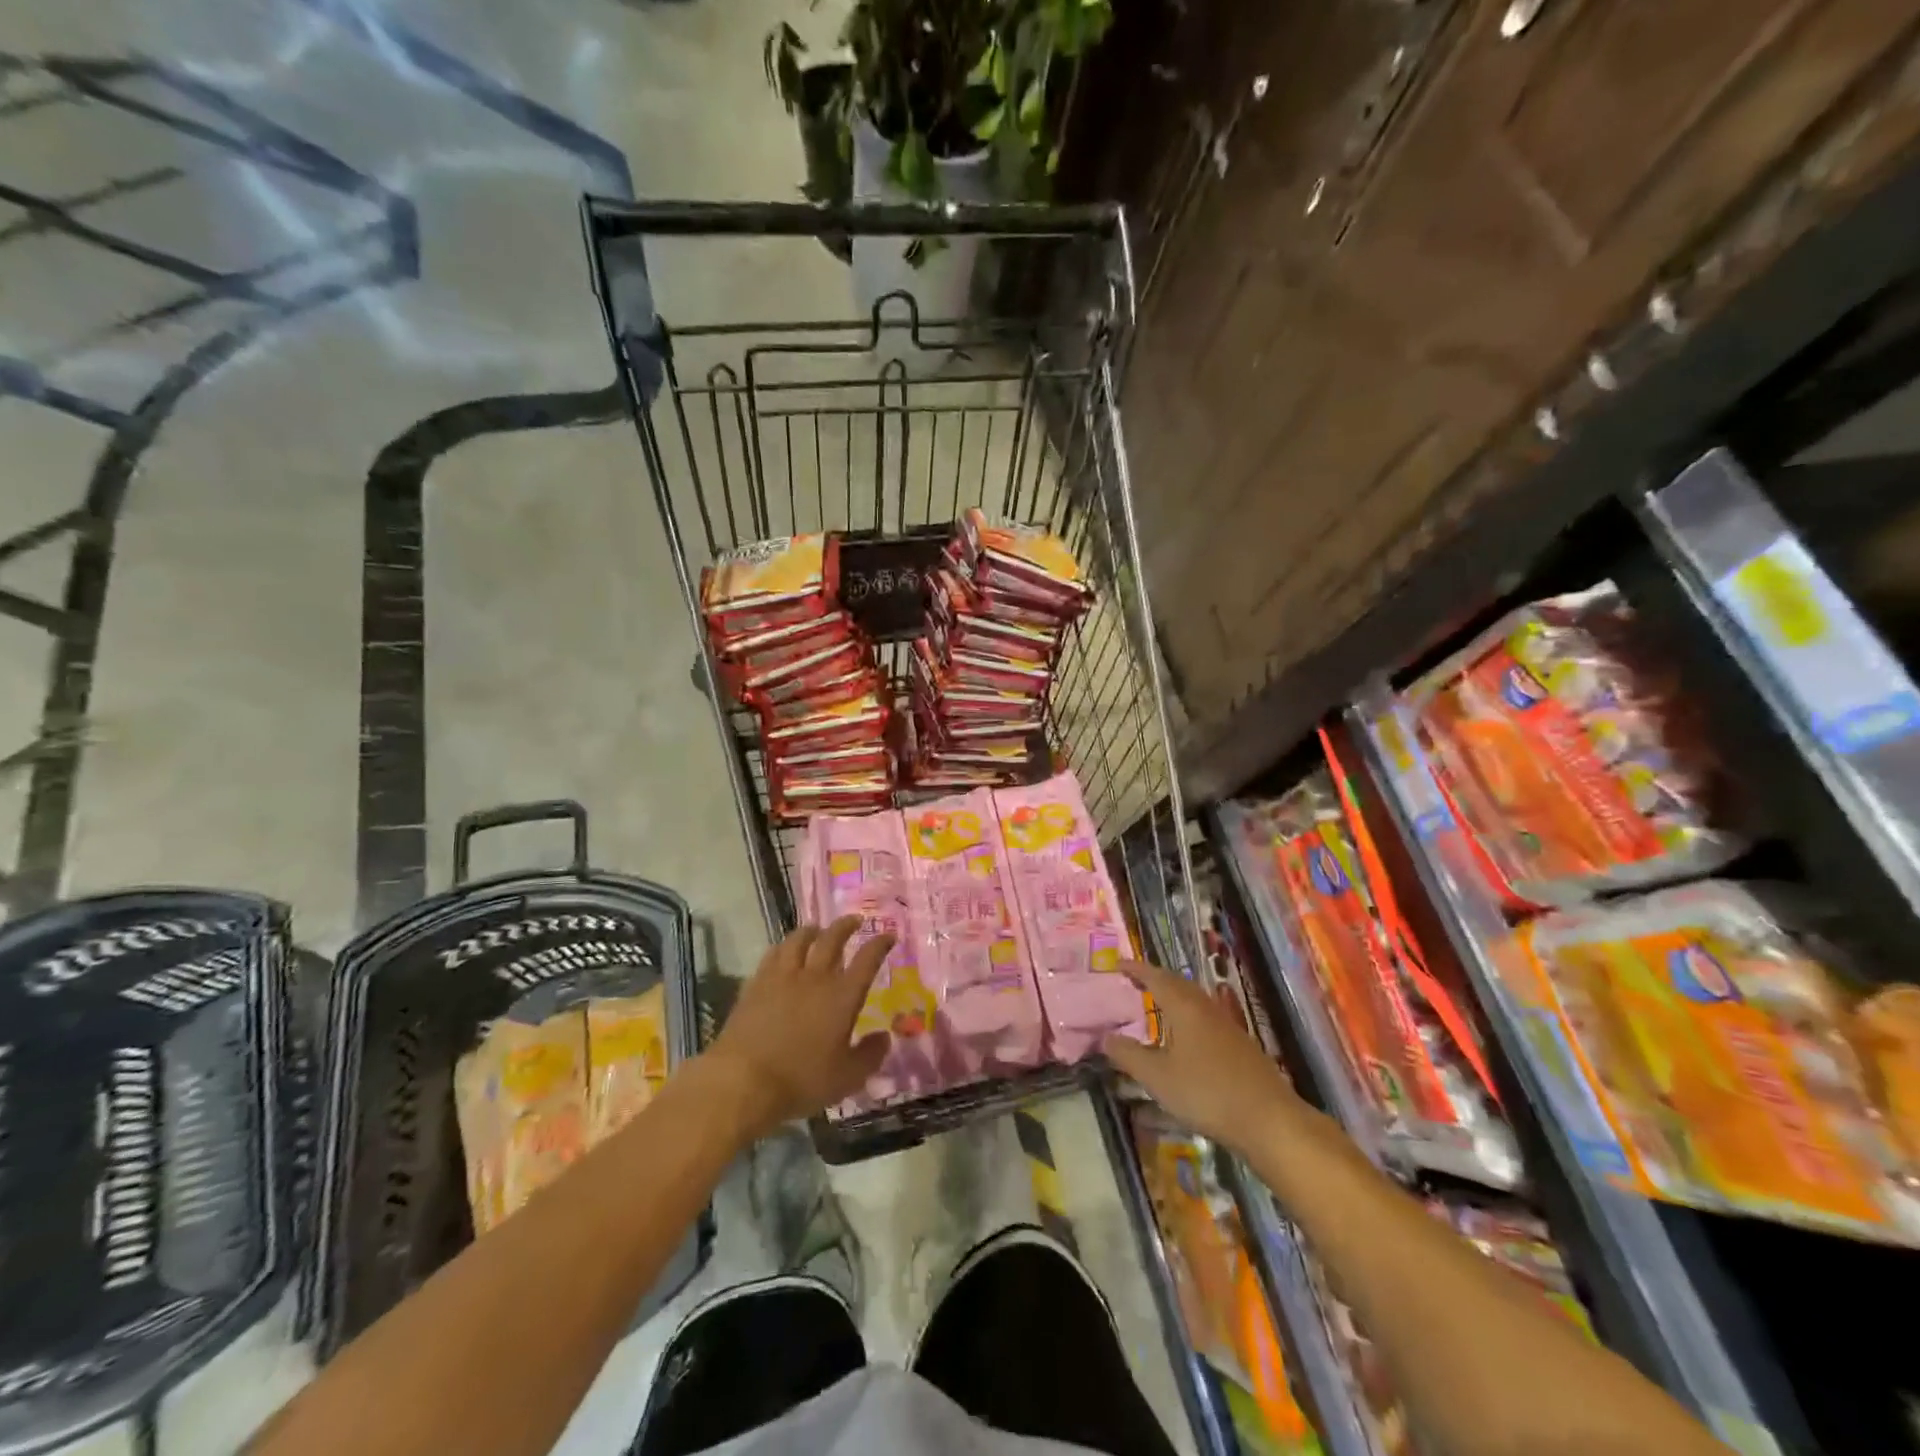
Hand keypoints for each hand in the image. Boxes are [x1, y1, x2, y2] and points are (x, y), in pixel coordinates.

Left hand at [703, 916, 892, 1140]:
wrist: (743, 1080)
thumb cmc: (801, 1080)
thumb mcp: (847, 1078)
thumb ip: (870, 1055)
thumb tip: (884, 1037)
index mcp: (842, 996)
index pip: (867, 960)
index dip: (880, 945)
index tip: (888, 936)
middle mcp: (815, 977)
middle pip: (832, 939)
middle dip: (845, 926)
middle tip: (854, 920)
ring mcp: (782, 977)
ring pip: (799, 940)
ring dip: (812, 930)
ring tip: (817, 930)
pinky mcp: (755, 984)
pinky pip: (773, 954)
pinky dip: (783, 947)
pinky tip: (783, 952)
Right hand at [1103, 960, 1301, 1152]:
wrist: (1269, 1119)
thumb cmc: (1207, 1092)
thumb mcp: (1158, 1077)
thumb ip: (1129, 1055)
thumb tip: (1106, 1037)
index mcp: (1184, 1006)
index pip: (1155, 977)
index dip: (1135, 969)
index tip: (1117, 964)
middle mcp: (1205, 1007)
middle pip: (1177, 982)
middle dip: (1154, 978)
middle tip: (1134, 980)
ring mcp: (1226, 1025)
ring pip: (1194, 999)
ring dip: (1173, 995)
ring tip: (1156, 1003)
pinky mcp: (1239, 1044)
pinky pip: (1205, 1015)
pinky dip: (1187, 1014)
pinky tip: (1185, 1035)